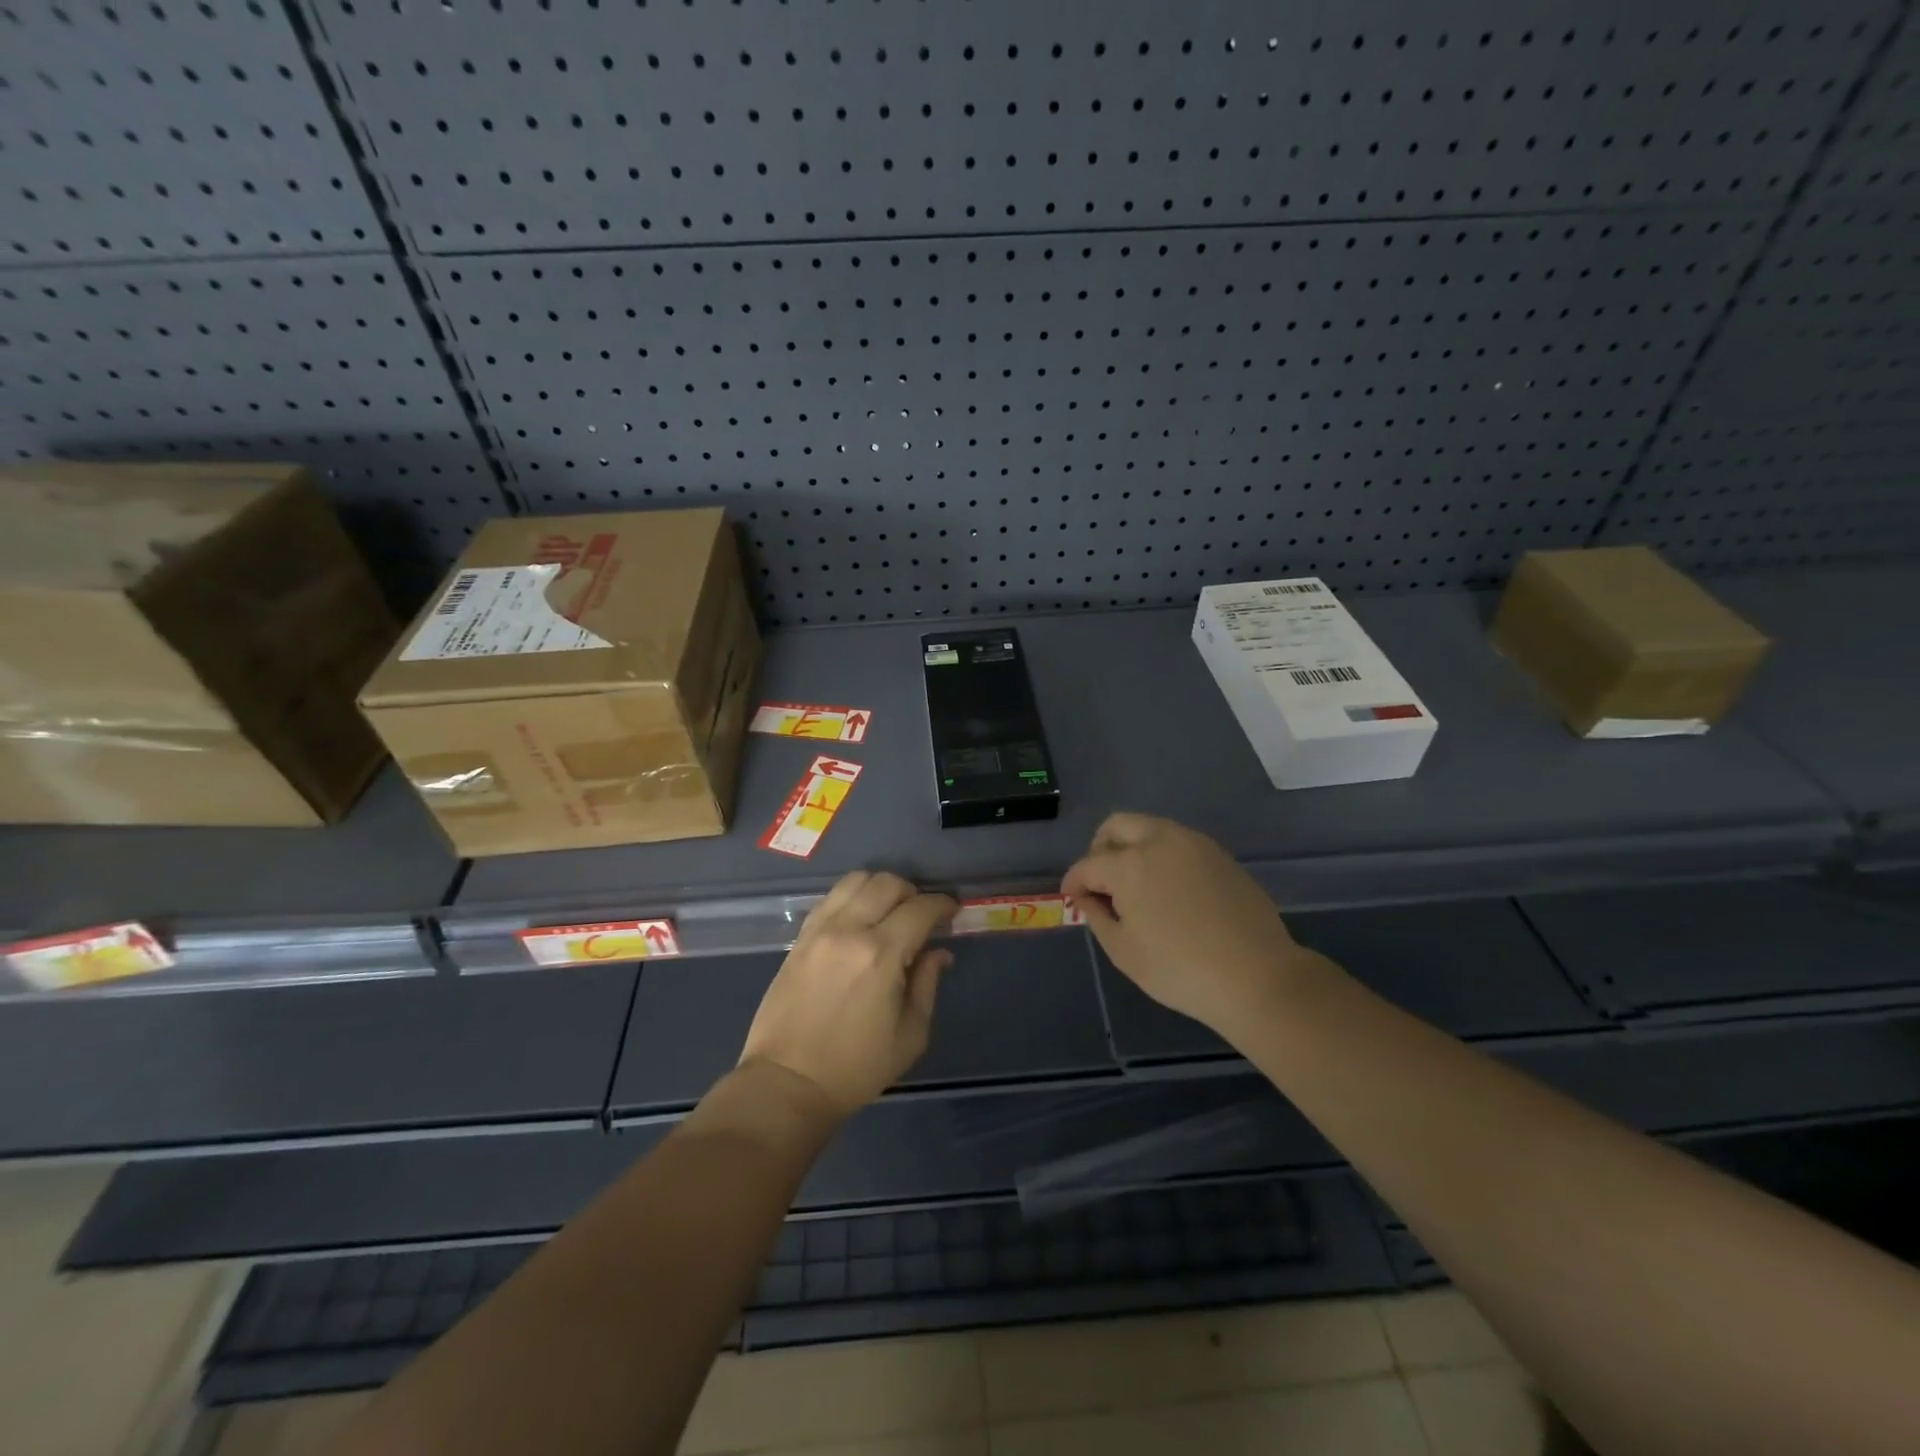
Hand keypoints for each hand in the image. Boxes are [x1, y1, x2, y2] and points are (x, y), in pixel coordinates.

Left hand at [739, 871, 956, 1117]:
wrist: (788, 1082)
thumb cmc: (856, 1067)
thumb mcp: (910, 1035)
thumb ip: (927, 984)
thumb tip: (939, 952)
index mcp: (881, 954)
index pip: (920, 909)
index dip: (943, 904)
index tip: (953, 911)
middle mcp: (849, 930)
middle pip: (888, 883)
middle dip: (913, 892)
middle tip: (922, 915)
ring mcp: (820, 930)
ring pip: (856, 881)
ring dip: (881, 888)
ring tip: (890, 911)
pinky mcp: (800, 938)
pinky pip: (831, 898)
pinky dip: (852, 897)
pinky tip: (860, 919)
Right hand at [1061, 813, 1311, 1037]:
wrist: (1257, 976)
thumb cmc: (1179, 969)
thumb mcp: (1124, 952)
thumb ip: (1097, 916)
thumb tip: (1087, 897)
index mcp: (1129, 864)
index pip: (1088, 864)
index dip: (1074, 881)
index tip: (1071, 897)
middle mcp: (1159, 840)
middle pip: (1117, 826)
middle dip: (1100, 849)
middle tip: (1101, 881)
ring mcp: (1194, 843)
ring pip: (1150, 828)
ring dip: (1133, 848)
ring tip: (1135, 886)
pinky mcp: (1219, 855)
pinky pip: (1179, 843)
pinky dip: (1163, 856)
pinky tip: (1169, 890)